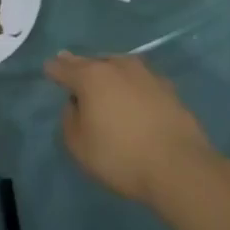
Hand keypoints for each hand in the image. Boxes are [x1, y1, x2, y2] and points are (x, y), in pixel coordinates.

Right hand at [45, 52, 217, 204]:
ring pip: (117, 66)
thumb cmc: (121, 156)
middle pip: (91, 62)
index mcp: (91, 76)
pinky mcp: (167, 87)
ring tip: (103, 84)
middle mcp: (117, 66)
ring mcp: (146, 74)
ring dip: (107, 73)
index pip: (64, 67)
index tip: (49, 70)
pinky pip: (139, 80)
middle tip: (71, 68)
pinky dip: (130, 85)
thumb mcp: (79, 146)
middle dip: (79, 66)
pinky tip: (131, 98)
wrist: (180, 167)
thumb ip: (69, 119)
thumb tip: (76, 104)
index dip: (54, 70)